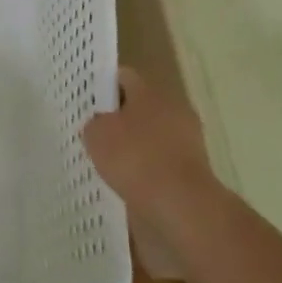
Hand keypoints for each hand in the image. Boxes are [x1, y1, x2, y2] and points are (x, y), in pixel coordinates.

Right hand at [83, 68, 223, 230]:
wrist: (182, 205)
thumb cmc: (135, 158)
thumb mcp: (96, 135)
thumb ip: (94, 123)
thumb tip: (100, 125)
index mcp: (150, 91)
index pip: (123, 77)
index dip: (103, 86)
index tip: (86, 101)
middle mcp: (173, 108)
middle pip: (140, 106)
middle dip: (120, 118)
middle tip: (96, 132)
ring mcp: (188, 139)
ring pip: (153, 135)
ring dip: (136, 145)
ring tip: (110, 163)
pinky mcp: (195, 169)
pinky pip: (163, 161)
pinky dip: (148, 169)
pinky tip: (130, 183)